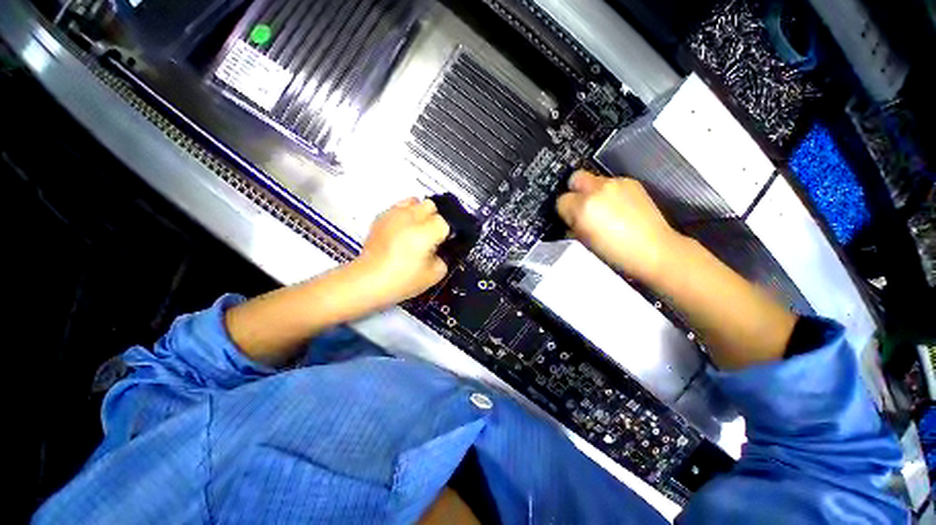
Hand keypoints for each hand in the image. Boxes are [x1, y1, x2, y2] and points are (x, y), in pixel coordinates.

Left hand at [353, 198, 449, 304]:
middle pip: (431, 205)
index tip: (442, 244)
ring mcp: (394, 214)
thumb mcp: (434, 275)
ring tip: (416, 229)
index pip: (445, 222)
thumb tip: (439, 251)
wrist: (369, 280)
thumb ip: (444, 259)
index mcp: (427, 231)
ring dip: (419, 213)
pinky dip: (404, 215)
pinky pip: (398, 207)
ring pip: (415, 201)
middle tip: (431, 236)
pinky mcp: (381, 217)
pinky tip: (401, 230)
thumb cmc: (402, 280)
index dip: (445, 234)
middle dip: (434, 219)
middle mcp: (411, 218)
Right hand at [556, 170, 680, 280]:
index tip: (570, 218)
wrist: (653, 250)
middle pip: (575, 178)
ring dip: (593, 192)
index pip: (561, 200)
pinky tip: (617, 208)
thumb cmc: (616, 252)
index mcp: (583, 207)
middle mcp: (598, 190)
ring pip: (594, 179)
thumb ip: (573, 224)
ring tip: (603, 210)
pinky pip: (612, 182)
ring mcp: (617, 184)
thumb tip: (570, 218)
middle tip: (581, 206)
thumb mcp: (584, 241)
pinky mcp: (632, 183)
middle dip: (574, 191)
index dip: (564, 210)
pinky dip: (609, 192)